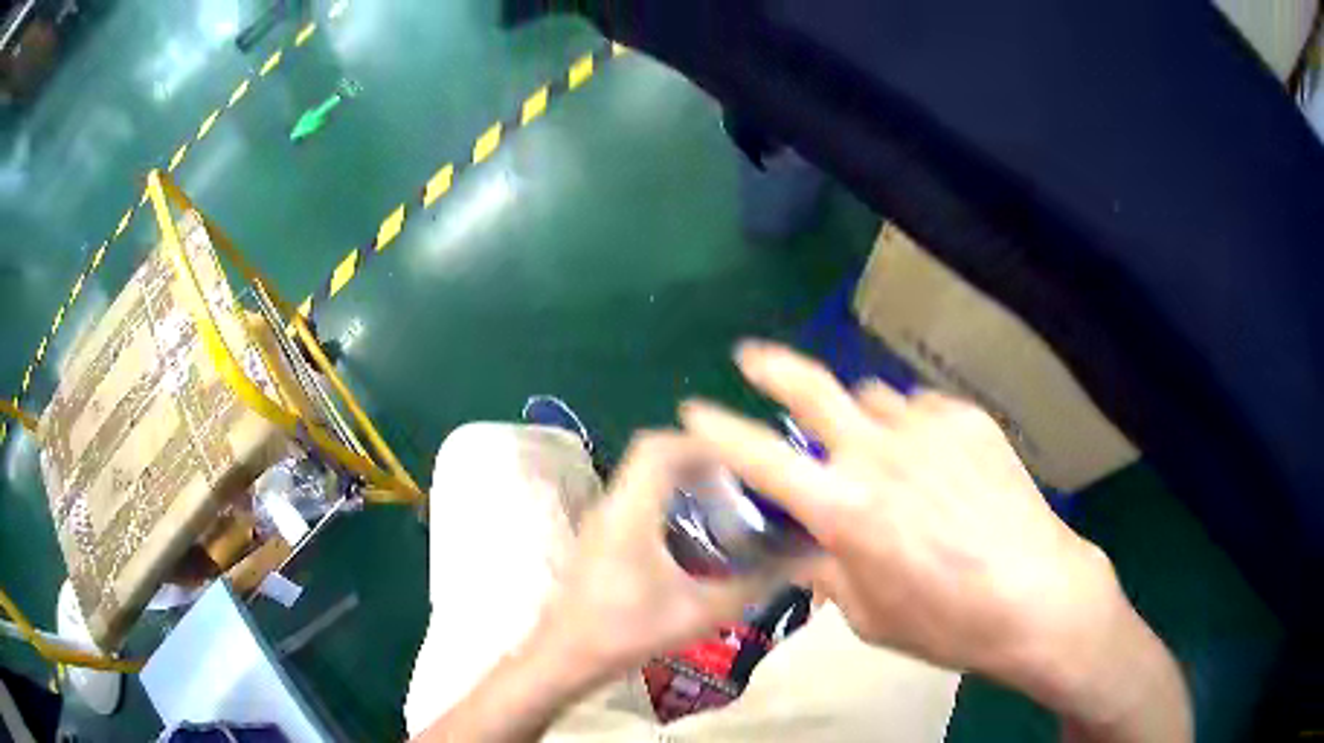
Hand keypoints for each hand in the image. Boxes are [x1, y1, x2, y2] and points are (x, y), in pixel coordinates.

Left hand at [531, 432, 770, 682]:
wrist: (565, 657)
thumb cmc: (626, 632)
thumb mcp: (699, 613)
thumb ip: (752, 586)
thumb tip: (799, 562)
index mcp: (631, 512)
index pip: (659, 448)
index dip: (701, 442)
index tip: (742, 456)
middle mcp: (612, 505)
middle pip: (651, 455)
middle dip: (697, 457)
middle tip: (740, 477)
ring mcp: (601, 520)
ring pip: (642, 476)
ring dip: (681, 477)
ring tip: (725, 500)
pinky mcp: (600, 537)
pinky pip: (636, 497)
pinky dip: (667, 498)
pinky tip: (695, 532)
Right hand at [679, 344, 1178, 703]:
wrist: (1036, 596)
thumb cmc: (946, 621)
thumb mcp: (869, 615)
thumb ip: (826, 571)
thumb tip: (802, 549)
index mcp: (846, 508)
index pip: (763, 458)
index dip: (721, 431)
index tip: (697, 410)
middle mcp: (881, 453)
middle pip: (815, 389)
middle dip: (773, 368)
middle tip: (752, 357)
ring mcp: (930, 428)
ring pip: (874, 399)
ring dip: (859, 417)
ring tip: (875, 447)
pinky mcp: (970, 420)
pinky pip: (922, 410)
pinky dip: (912, 428)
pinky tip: (932, 460)